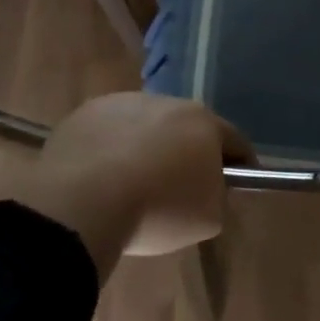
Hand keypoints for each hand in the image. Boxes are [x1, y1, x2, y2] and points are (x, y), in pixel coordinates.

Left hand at [11, 93, 253, 279]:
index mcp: (204, 122)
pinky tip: (100, 178)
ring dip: (145, 146)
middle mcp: (167, 102)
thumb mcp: (208, 218)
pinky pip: (108, 131)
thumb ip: (218, 197)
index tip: (235, 183)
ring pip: (144, 125)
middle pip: (186, 127)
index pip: (233, 141)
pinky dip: (110, 149)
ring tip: (131, 183)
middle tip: (179, 186)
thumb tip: (210, 189)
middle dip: (187, 151)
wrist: (81, 203)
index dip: (238, 164)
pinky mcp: (86, 113)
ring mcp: (123, 103)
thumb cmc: (157, 211)